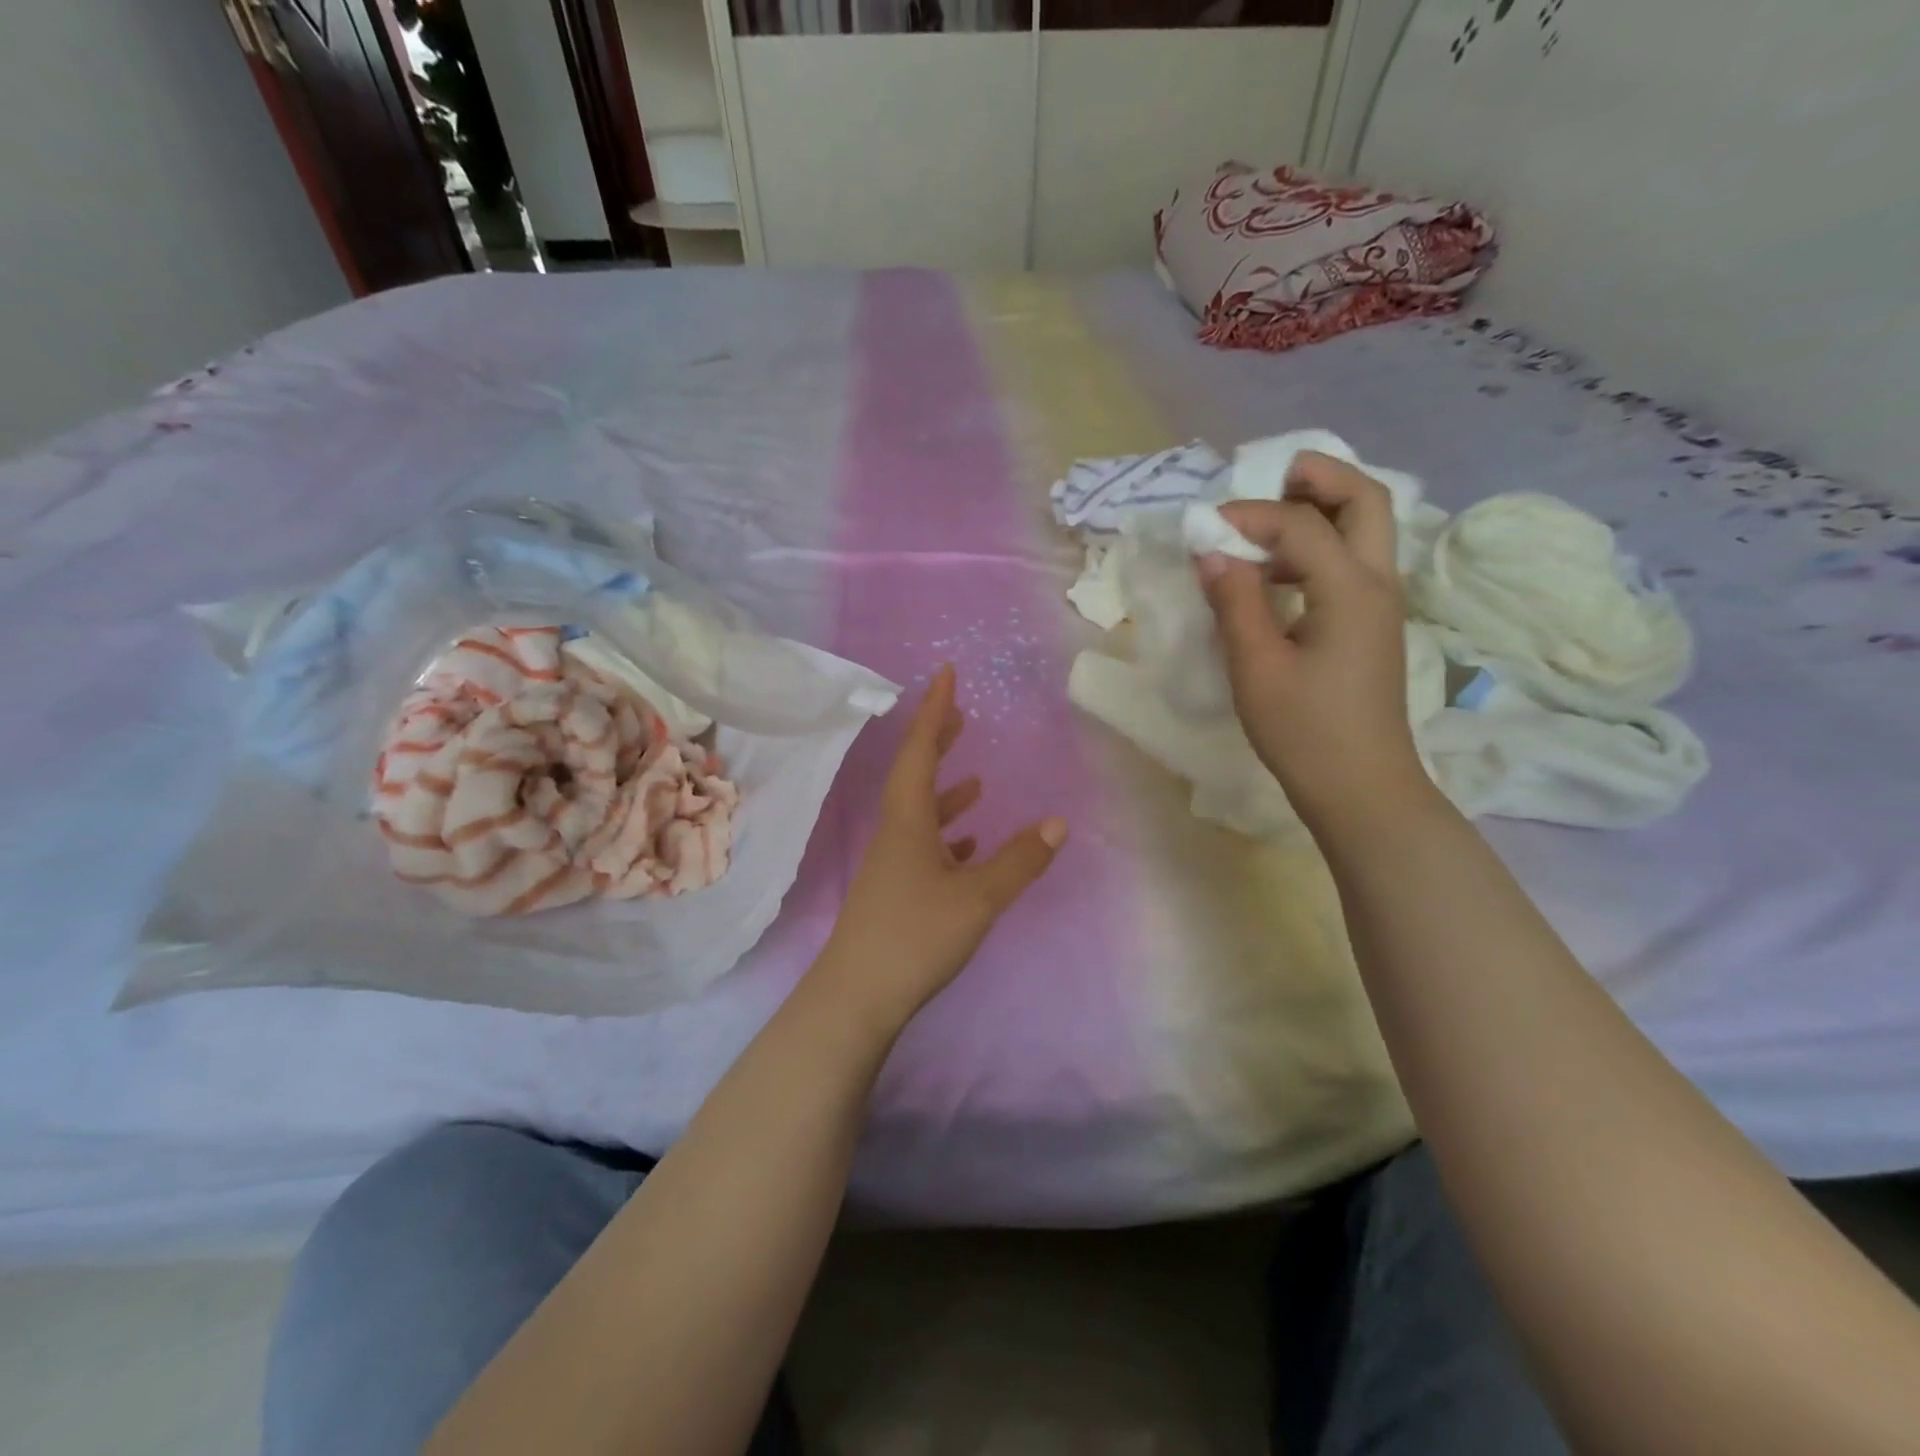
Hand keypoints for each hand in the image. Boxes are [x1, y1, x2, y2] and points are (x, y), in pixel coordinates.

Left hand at [815, 665, 1066, 1031]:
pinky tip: (967, 847)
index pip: (920, 750)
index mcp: (908, 820)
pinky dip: (947, 837)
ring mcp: (891, 864)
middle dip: (938, 742)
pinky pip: (924, 848)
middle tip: (961, 716)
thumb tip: (1059, 822)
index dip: (935, 710)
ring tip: (974, 781)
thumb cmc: (915, 935)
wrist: (857, 997)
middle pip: (915, 774)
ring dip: (946, 792)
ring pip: (921, 814)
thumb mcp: (978, 897)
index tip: (946, 674)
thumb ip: (1020, 860)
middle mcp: (895, 833)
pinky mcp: (895, 892)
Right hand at [1195, 451, 1426, 826]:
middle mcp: (1378, 583)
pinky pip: (1352, 560)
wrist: (1360, 787)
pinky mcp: (1370, 624)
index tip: (1203, 530)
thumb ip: (1235, 602)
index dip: (1248, 516)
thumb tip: (1211, 551)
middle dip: (1317, 477)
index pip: (1300, 525)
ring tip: (1264, 519)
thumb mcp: (1257, 668)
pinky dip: (1318, 545)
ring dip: (1319, 508)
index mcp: (1350, 591)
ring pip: (1366, 527)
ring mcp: (1381, 604)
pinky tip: (1277, 571)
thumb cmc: (1305, 732)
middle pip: (1364, 499)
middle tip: (1266, 477)